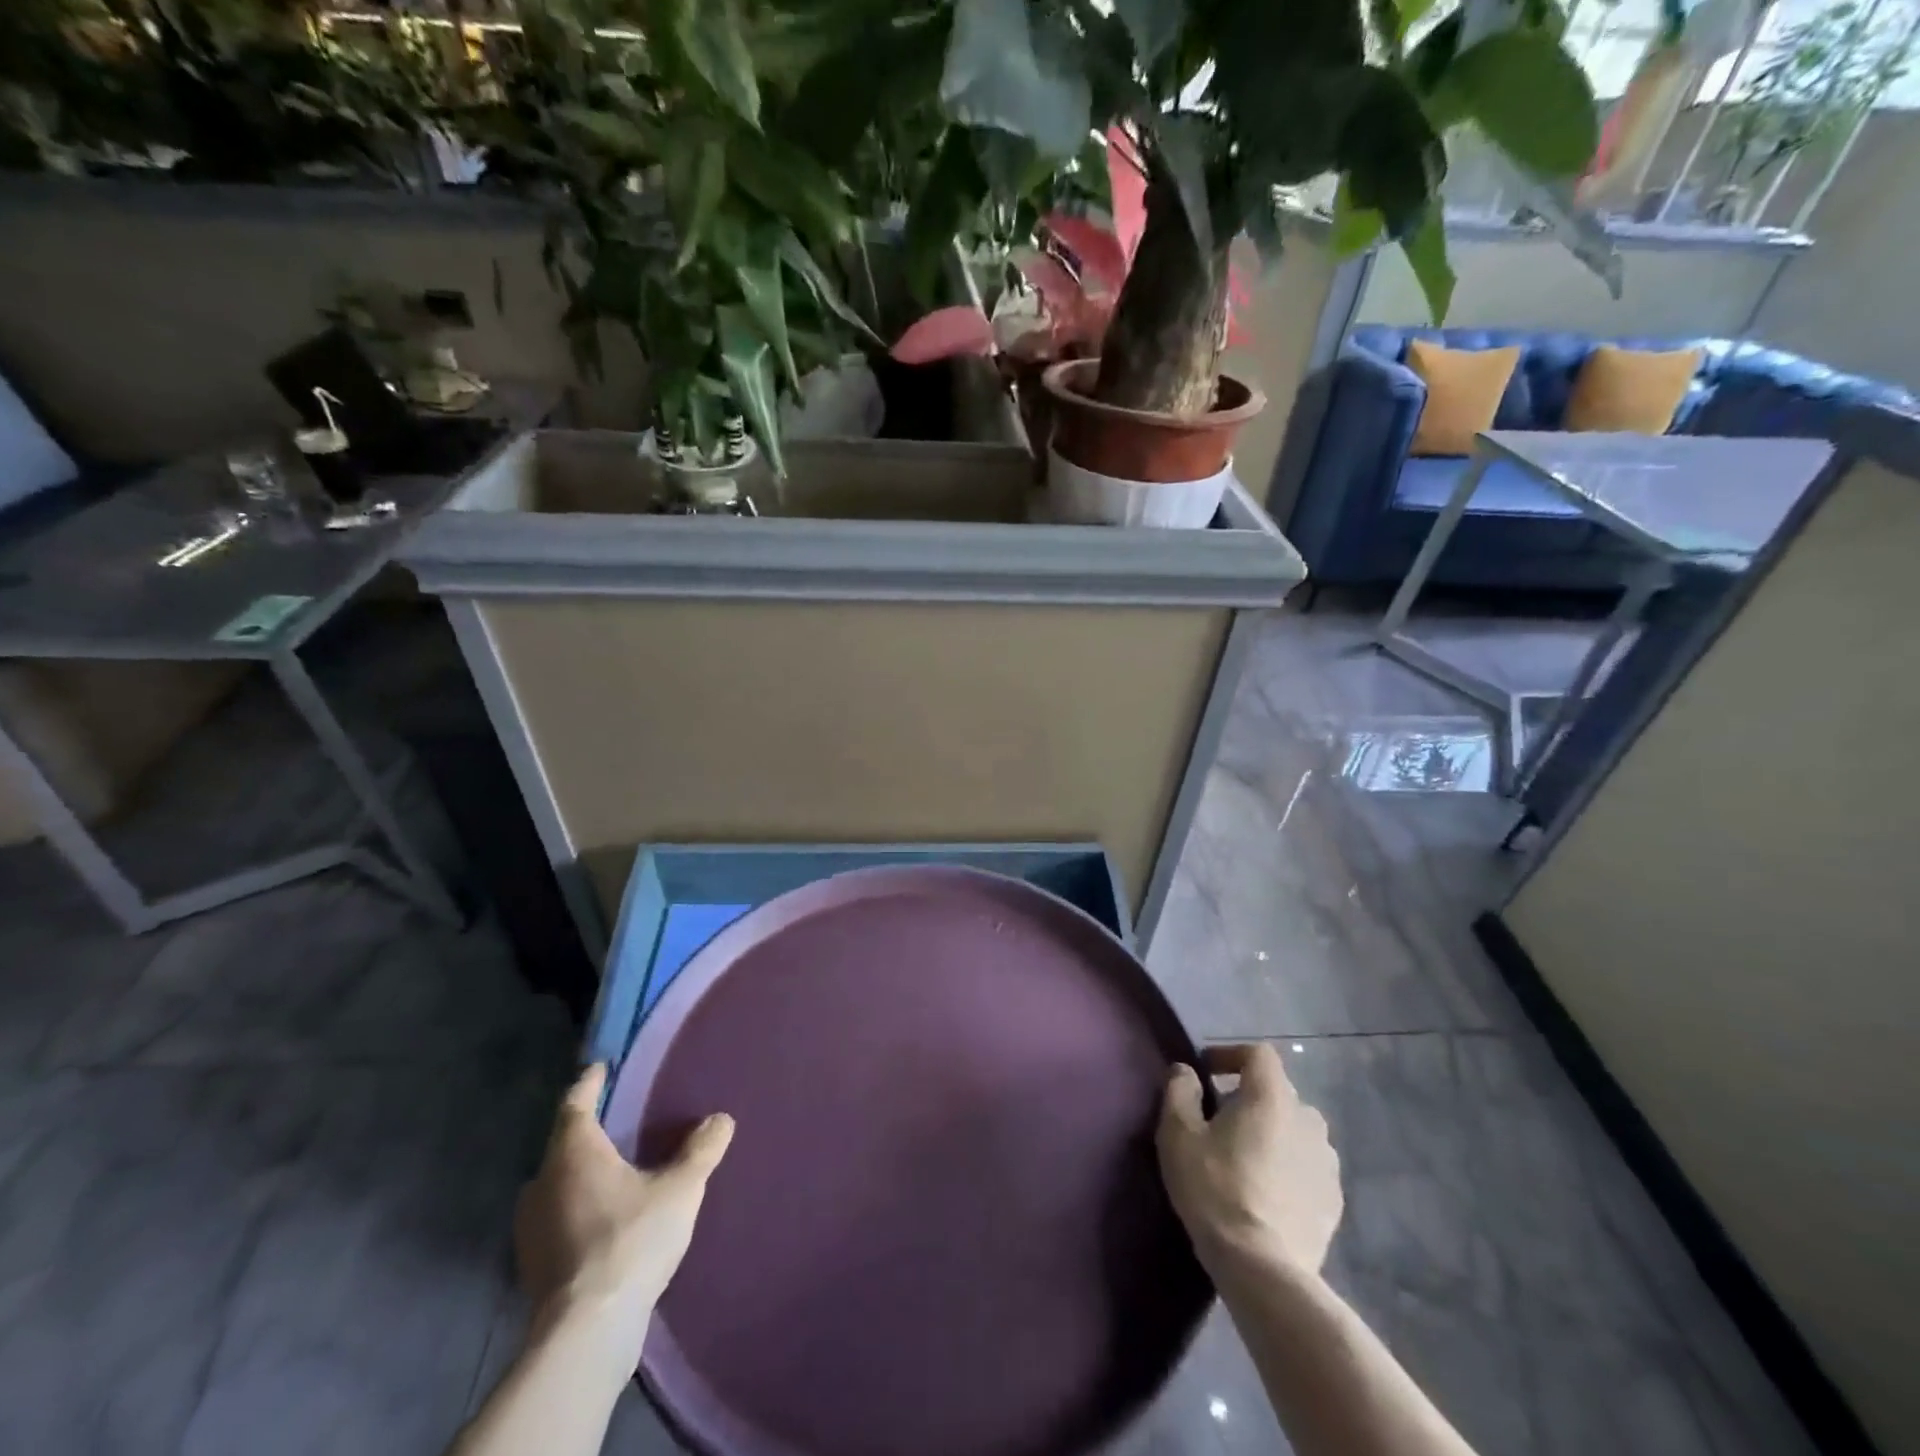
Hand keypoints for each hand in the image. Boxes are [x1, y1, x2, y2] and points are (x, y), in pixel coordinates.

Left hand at [514, 1064, 733, 1352]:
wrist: (587, 1330)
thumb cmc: (631, 1240)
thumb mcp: (681, 1188)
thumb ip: (702, 1150)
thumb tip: (721, 1118)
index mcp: (574, 1153)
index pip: (575, 1104)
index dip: (588, 1083)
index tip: (599, 1069)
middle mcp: (543, 1182)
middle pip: (561, 1144)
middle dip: (584, 1130)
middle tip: (613, 1120)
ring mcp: (531, 1227)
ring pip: (554, 1183)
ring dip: (576, 1172)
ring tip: (608, 1169)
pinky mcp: (532, 1264)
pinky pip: (553, 1216)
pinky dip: (573, 1207)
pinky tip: (598, 1218)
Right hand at [1157, 1043, 1342, 1275]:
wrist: (1263, 1269)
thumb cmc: (1215, 1190)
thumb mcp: (1179, 1135)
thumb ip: (1180, 1091)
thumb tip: (1186, 1071)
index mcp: (1272, 1097)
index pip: (1259, 1054)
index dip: (1231, 1055)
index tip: (1206, 1072)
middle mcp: (1307, 1119)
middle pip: (1277, 1091)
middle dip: (1249, 1097)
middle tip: (1220, 1121)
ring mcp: (1327, 1162)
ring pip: (1295, 1129)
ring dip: (1272, 1132)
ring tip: (1245, 1158)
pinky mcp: (1333, 1200)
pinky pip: (1307, 1165)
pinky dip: (1288, 1166)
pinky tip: (1266, 1191)